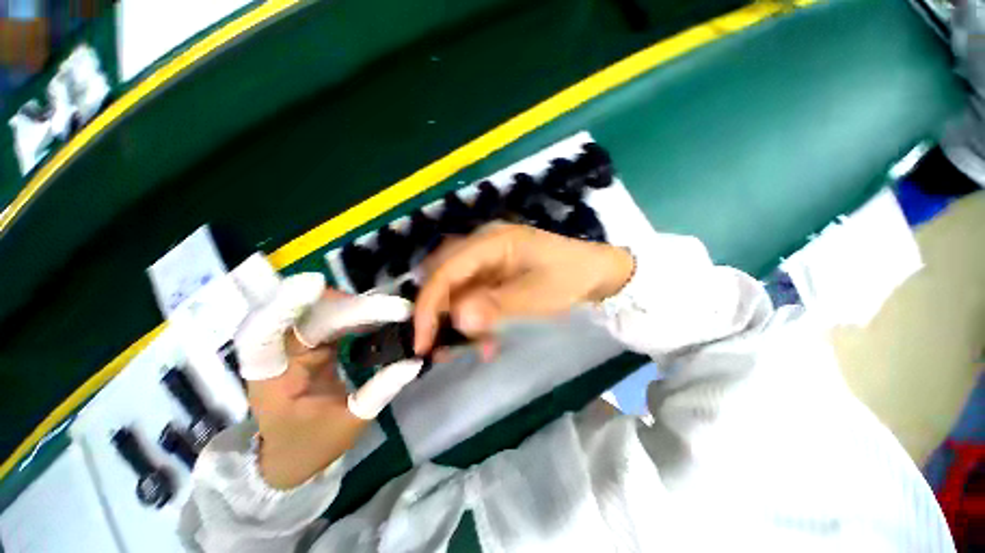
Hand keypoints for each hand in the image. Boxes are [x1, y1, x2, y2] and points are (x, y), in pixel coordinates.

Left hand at [236, 279, 418, 488]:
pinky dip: (357, 314)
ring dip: (356, 307)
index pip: (262, 334)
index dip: (282, 306)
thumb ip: (380, 391)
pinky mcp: (311, 343)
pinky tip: (380, 316)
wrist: (293, 456)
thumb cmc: (311, 445)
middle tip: (392, 309)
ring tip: (392, 311)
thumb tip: (414, 361)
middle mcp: (278, 353)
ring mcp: (294, 345)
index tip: (314, 284)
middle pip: (304, 314)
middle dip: (347, 306)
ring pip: (320, 311)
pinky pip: (333, 319)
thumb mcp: (349, 423)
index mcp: (270, 377)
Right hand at [414, 223, 633, 353]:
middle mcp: (483, 246)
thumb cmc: (570, 278)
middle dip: (438, 315)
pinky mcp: (495, 275)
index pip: (446, 271)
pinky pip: (474, 297)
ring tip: (473, 348)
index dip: (428, 305)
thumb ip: (496, 306)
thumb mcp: (536, 295)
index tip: (421, 342)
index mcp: (491, 242)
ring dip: (459, 322)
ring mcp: (489, 261)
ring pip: (458, 292)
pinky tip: (487, 340)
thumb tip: (458, 320)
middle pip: (445, 279)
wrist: (597, 274)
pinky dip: (475, 320)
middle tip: (439, 348)